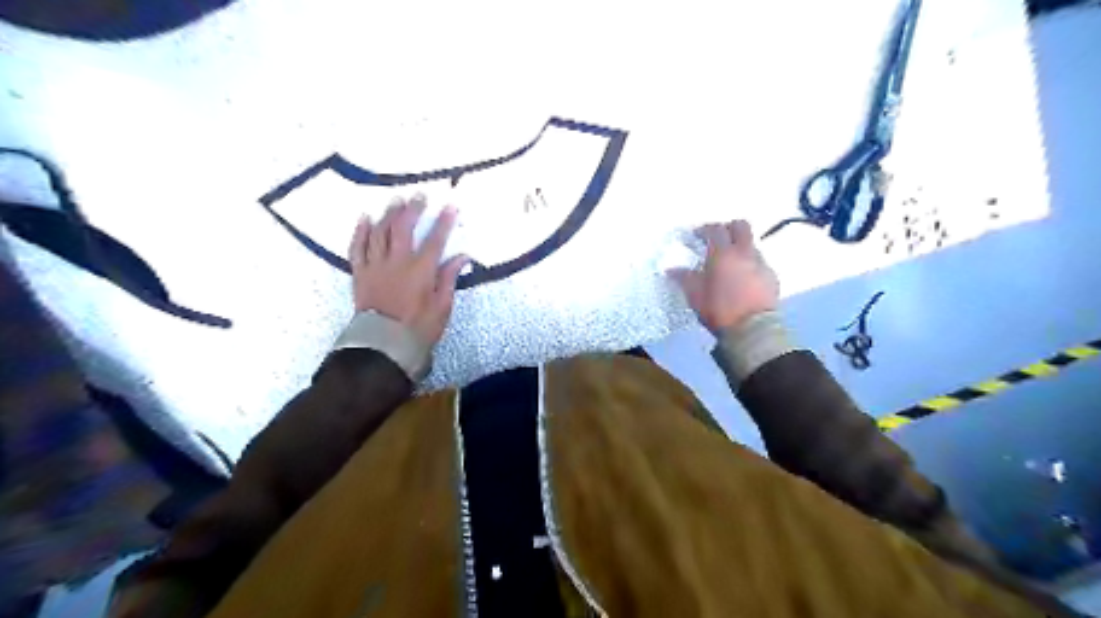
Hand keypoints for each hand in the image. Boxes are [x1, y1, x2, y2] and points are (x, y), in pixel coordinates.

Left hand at [347, 194, 466, 347]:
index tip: (450, 206)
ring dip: (389, 214)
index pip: (435, 240)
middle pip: (404, 228)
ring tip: (396, 200)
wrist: (383, 346)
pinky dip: (361, 231)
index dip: (444, 222)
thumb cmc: (418, 329)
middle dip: (413, 209)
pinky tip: (365, 218)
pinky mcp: (360, 273)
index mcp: (421, 271)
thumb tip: (461, 257)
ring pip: (380, 232)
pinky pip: (358, 247)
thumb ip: (449, 279)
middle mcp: (397, 262)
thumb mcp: (442, 307)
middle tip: (419, 195)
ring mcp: (376, 266)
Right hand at [667, 217, 778, 333]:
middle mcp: (744, 253)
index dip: (704, 229)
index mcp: (723, 254)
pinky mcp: (773, 277)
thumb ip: (684, 279)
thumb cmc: (719, 310)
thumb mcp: (695, 296)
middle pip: (741, 226)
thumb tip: (672, 269)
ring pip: (752, 244)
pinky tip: (743, 279)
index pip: (715, 229)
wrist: (753, 330)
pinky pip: (760, 263)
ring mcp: (761, 264)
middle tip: (717, 240)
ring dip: (740, 248)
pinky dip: (750, 265)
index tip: (696, 235)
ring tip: (730, 263)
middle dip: (728, 228)